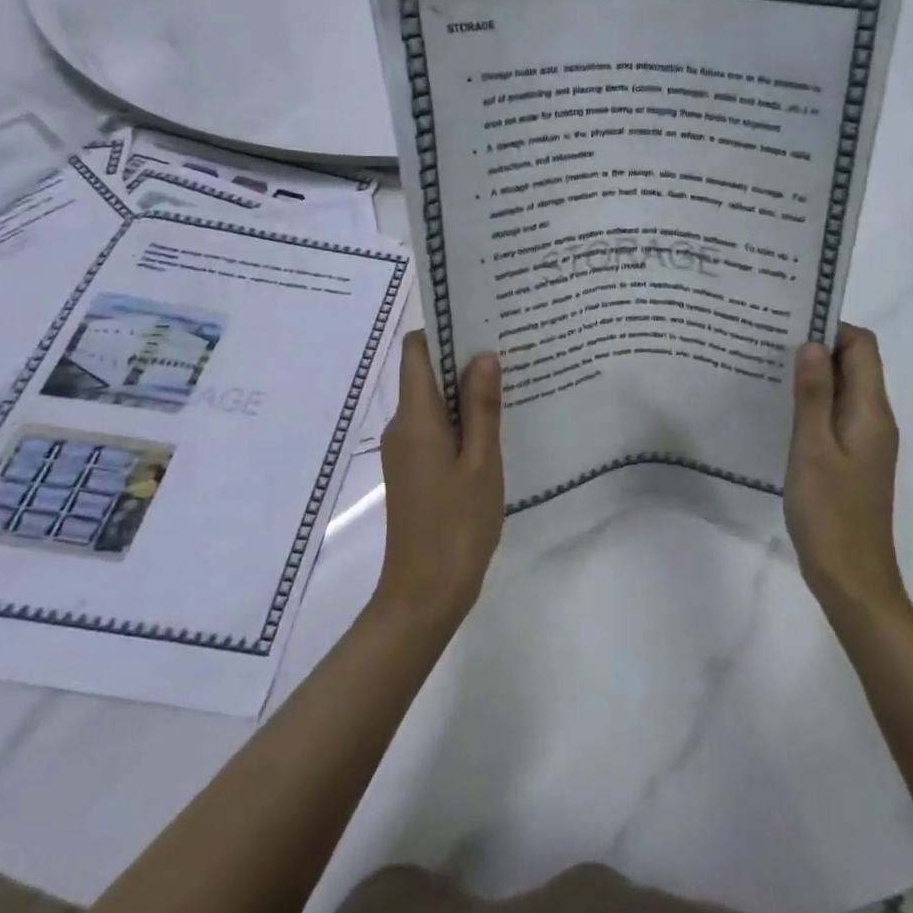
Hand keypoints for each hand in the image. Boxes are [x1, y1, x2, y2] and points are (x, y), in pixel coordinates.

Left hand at [374, 332, 504, 630]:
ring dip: (464, 389)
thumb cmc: (457, 525)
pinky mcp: (414, 469)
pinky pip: (435, 427)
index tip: (479, 319)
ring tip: (509, 381)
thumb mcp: (481, 462)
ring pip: (433, 402)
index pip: (415, 351)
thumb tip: (482, 355)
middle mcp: (403, 426)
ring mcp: (406, 450)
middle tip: (507, 346)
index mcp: (415, 418)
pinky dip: (460, 418)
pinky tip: (494, 425)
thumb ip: (482, 407)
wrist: (424, 594)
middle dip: (461, 357)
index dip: (441, 329)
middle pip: (424, 373)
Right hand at [784, 324, 904, 615]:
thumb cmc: (831, 513)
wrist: (852, 579)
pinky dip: (812, 403)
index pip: (862, 347)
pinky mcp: (852, 458)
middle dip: (817, 347)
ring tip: (767, 368)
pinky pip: (835, 415)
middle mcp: (874, 419)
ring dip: (812, 376)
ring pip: (842, 390)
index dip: (832, 327)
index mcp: (871, 411)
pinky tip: (779, 409)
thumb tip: (812, 343)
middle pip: (854, 364)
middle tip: (769, 341)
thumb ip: (814, 395)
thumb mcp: (813, 449)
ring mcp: (865, 440)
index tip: (790, 323)